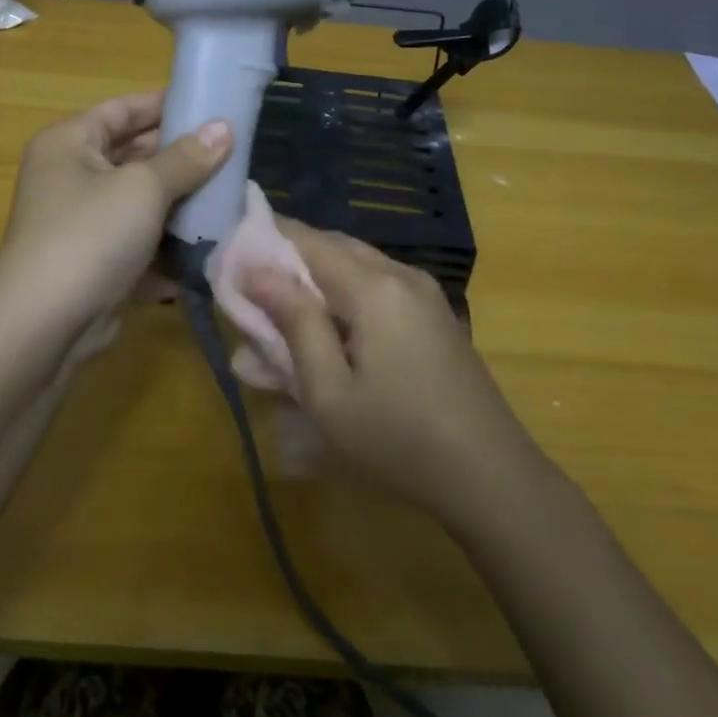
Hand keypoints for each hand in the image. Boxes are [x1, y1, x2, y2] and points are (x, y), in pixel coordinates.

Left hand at [0, 92, 231, 332]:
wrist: (45, 326)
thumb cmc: (90, 236)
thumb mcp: (143, 188)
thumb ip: (186, 158)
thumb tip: (224, 127)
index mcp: (69, 143)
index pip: (122, 110)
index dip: (165, 105)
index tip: (212, 105)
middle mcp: (72, 178)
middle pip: (135, 156)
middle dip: (183, 158)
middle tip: (234, 154)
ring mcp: (85, 224)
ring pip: (143, 203)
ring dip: (183, 203)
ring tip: (233, 196)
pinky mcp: (99, 264)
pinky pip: (142, 243)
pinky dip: (172, 244)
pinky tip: (213, 243)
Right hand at [242, 218, 538, 523]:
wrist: (491, 476)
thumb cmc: (398, 439)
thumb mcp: (329, 391)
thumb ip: (293, 323)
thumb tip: (255, 270)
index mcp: (375, 286)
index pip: (306, 239)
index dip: (262, 243)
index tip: (226, 263)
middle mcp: (401, 275)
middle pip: (330, 250)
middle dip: (285, 269)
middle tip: (248, 304)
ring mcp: (423, 295)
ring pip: (352, 271)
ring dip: (312, 292)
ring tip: (277, 335)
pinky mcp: (432, 317)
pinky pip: (375, 294)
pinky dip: (341, 307)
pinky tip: (323, 347)